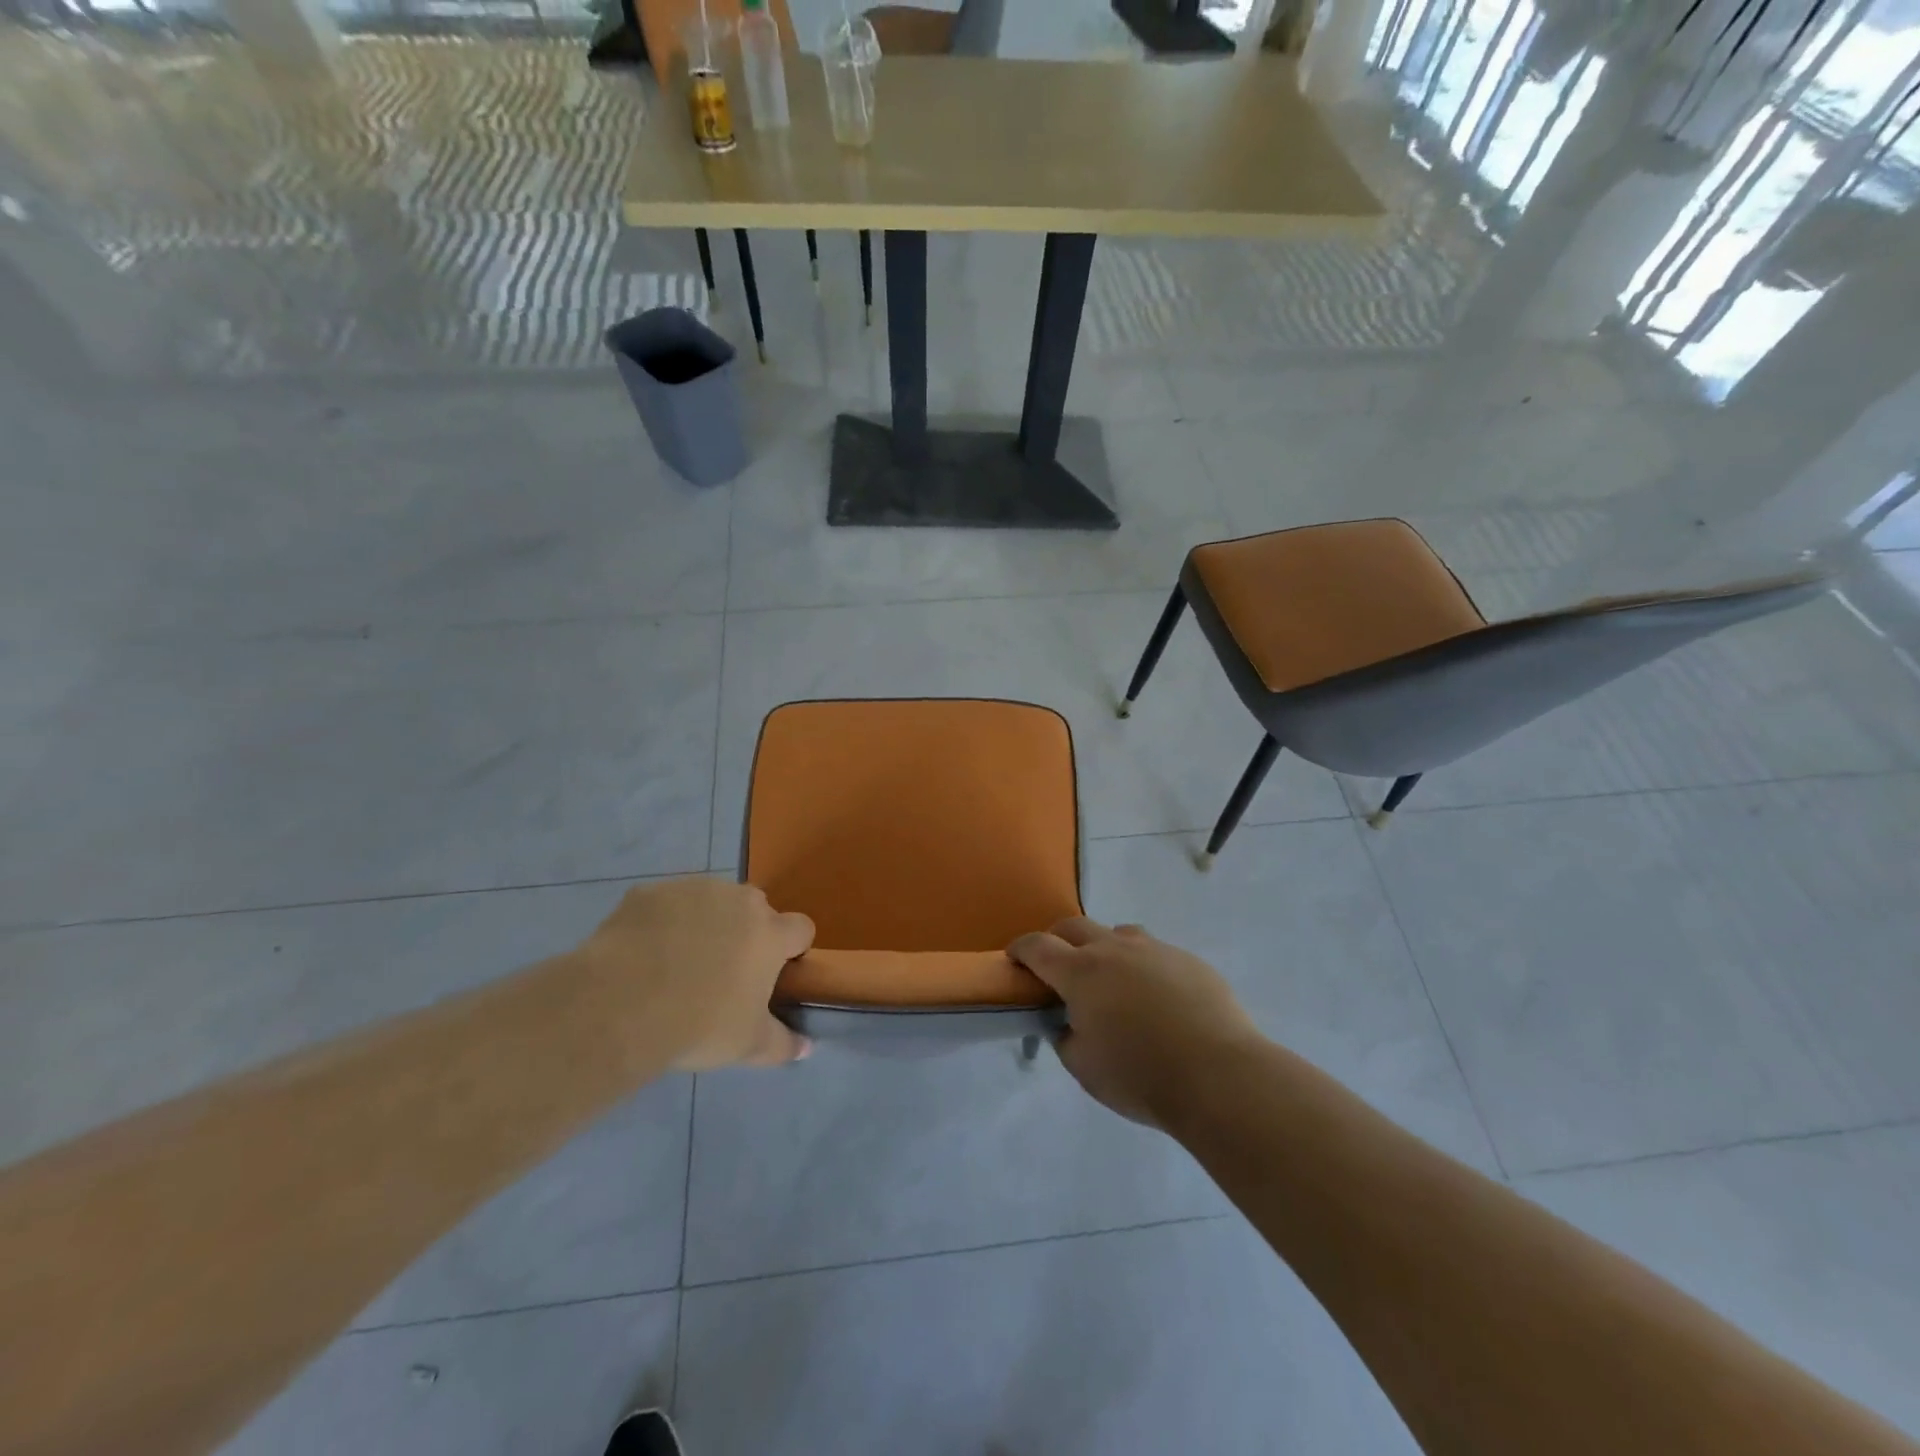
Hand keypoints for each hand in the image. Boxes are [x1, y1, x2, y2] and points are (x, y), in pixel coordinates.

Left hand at [576, 878, 815, 1070]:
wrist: (620, 1005)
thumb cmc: (698, 1024)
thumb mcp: (747, 1046)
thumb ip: (782, 1044)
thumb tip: (806, 1048)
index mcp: (769, 933)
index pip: (801, 928)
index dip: (792, 949)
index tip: (774, 974)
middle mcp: (738, 901)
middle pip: (755, 909)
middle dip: (746, 933)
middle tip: (723, 974)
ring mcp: (693, 890)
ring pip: (711, 901)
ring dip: (705, 924)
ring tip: (677, 964)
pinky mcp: (650, 892)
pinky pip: (666, 904)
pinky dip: (663, 923)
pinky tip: (643, 955)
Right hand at [1008, 917, 1262, 1128]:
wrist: (1220, 1075)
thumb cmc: (1141, 1075)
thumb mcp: (1084, 1068)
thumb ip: (1066, 1037)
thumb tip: (1067, 1022)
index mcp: (1081, 972)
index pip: (1037, 946)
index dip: (1020, 949)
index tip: (1014, 958)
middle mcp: (1114, 949)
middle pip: (1075, 926)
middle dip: (1058, 940)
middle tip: (1058, 967)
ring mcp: (1155, 949)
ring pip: (1118, 934)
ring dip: (1104, 948)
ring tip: (1111, 981)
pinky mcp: (1188, 960)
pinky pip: (1155, 953)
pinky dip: (1143, 967)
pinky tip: (1156, 1000)